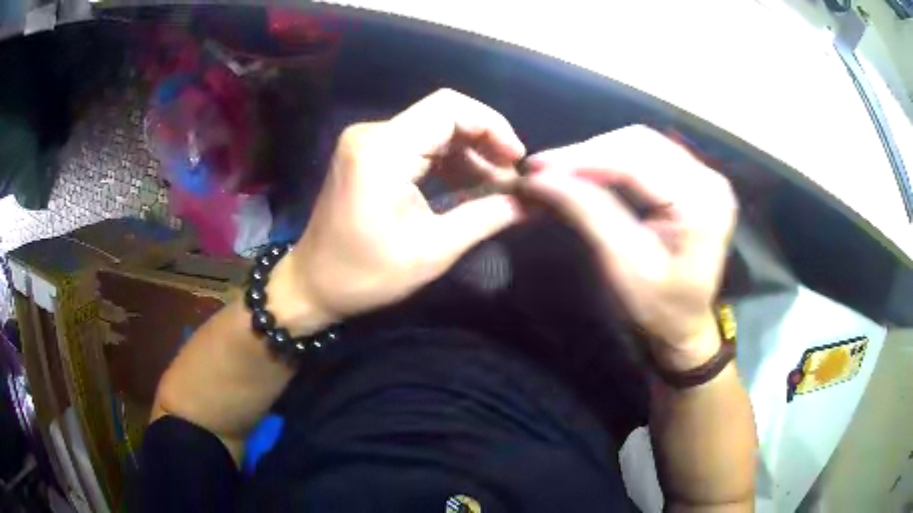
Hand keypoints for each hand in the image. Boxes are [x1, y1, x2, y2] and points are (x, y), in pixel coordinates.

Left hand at [271, 89, 525, 332]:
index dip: (492, 126)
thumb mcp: (434, 249)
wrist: (314, 284)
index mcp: (384, 150)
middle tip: (510, 179)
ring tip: (495, 187)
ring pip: (433, 128)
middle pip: (444, 114)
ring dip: (468, 153)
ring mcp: (367, 141)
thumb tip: (534, 202)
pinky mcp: (367, 153)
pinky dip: (446, 160)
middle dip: (484, 141)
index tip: (517, 161)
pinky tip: (467, 185)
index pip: (450, 108)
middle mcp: (372, 133)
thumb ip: (488, 217)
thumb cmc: (367, 274)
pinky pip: (417, 143)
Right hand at [524, 126, 737, 370]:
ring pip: (640, 143)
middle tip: (545, 168)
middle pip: (639, 143)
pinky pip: (648, 155)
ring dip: (597, 153)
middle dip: (588, 153)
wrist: (686, 326)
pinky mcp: (693, 179)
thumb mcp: (624, 266)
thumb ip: (589, 214)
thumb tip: (542, 179)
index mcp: (701, 204)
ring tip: (561, 169)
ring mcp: (703, 176)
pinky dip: (613, 160)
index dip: (584, 159)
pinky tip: (589, 170)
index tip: (538, 166)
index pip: (637, 163)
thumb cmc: (660, 308)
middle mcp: (708, 180)